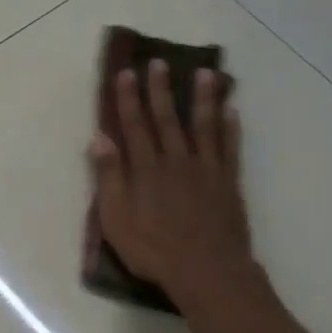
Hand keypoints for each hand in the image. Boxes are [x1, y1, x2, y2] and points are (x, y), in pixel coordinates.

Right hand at [91, 60, 253, 304]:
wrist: (206, 270)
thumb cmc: (153, 250)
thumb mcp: (116, 219)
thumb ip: (109, 177)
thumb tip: (99, 139)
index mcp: (146, 170)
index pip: (134, 126)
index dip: (128, 99)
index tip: (126, 73)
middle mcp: (176, 161)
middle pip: (167, 119)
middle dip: (161, 90)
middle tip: (160, 62)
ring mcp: (206, 170)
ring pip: (204, 126)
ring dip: (203, 98)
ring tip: (206, 73)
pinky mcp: (228, 183)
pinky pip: (229, 148)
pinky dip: (230, 128)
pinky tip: (232, 111)